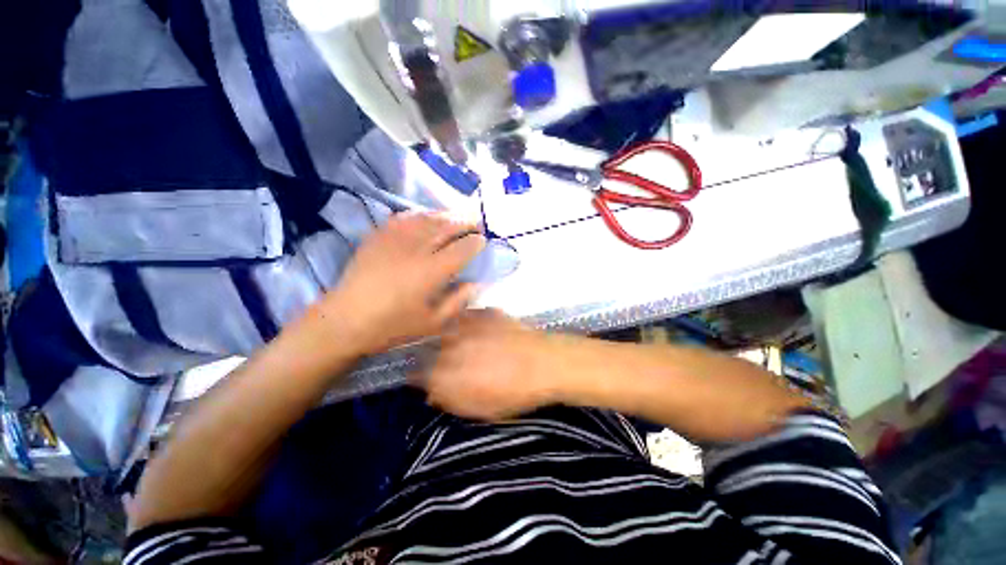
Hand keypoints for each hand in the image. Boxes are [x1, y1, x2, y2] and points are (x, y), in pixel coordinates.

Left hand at [316, 213, 485, 355]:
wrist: (345, 320)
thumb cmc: (392, 326)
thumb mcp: (433, 323)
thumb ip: (458, 301)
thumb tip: (476, 283)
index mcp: (432, 272)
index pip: (462, 249)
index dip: (476, 242)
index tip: (483, 241)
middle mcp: (417, 249)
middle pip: (447, 227)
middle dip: (465, 222)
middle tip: (476, 223)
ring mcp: (395, 239)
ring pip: (427, 218)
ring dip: (446, 215)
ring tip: (457, 216)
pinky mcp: (379, 235)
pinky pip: (404, 217)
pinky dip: (420, 213)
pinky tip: (426, 216)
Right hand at [413, 309, 565, 420]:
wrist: (544, 363)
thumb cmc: (516, 393)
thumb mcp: (483, 410)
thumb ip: (453, 402)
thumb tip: (434, 396)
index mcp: (447, 375)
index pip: (421, 376)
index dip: (426, 380)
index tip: (434, 383)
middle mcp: (450, 348)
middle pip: (432, 352)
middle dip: (438, 360)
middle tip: (454, 366)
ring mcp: (467, 326)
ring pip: (446, 331)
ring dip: (450, 339)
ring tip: (465, 346)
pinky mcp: (482, 313)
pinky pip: (466, 316)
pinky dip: (466, 323)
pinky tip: (477, 329)